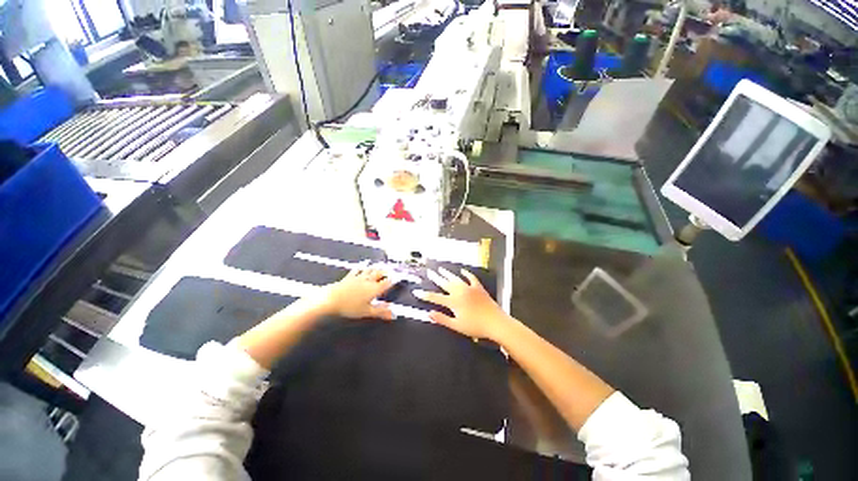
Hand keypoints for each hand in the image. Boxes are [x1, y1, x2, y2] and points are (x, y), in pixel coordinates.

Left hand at [315, 267, 394, 319]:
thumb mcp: (367, 312)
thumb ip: (381, 312)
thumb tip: (394, 314)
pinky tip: (364, 264)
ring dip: (377, 268)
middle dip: (387, 272)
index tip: (399, 277)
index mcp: (374, 289)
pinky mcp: (349, 277)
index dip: (394, 279)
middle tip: (392, 270)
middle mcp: (368, 280)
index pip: (387, 282)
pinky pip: (358, 269)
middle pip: (380, 273)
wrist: (330, 299)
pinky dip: (363, 266)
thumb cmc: (350, 307)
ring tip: (381, 266)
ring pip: (371, 270)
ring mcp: (358, 277)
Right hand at [414, 267, 513, 339]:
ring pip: (455, 279)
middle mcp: (460, 292)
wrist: (495, 322)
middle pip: (444, 284)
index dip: (425, 295)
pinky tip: (462, 271)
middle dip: (435, 278)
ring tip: (440, 269)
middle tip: (429, 272)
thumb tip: (429, 313)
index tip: (416, 291)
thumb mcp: (457, 326)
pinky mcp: (478, 288)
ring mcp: (469, 288)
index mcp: (453, 302)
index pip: (435, 297)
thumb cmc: (476, 327)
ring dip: (447, 274)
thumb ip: (442, 319)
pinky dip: (466, 274)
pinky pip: (471, 278)